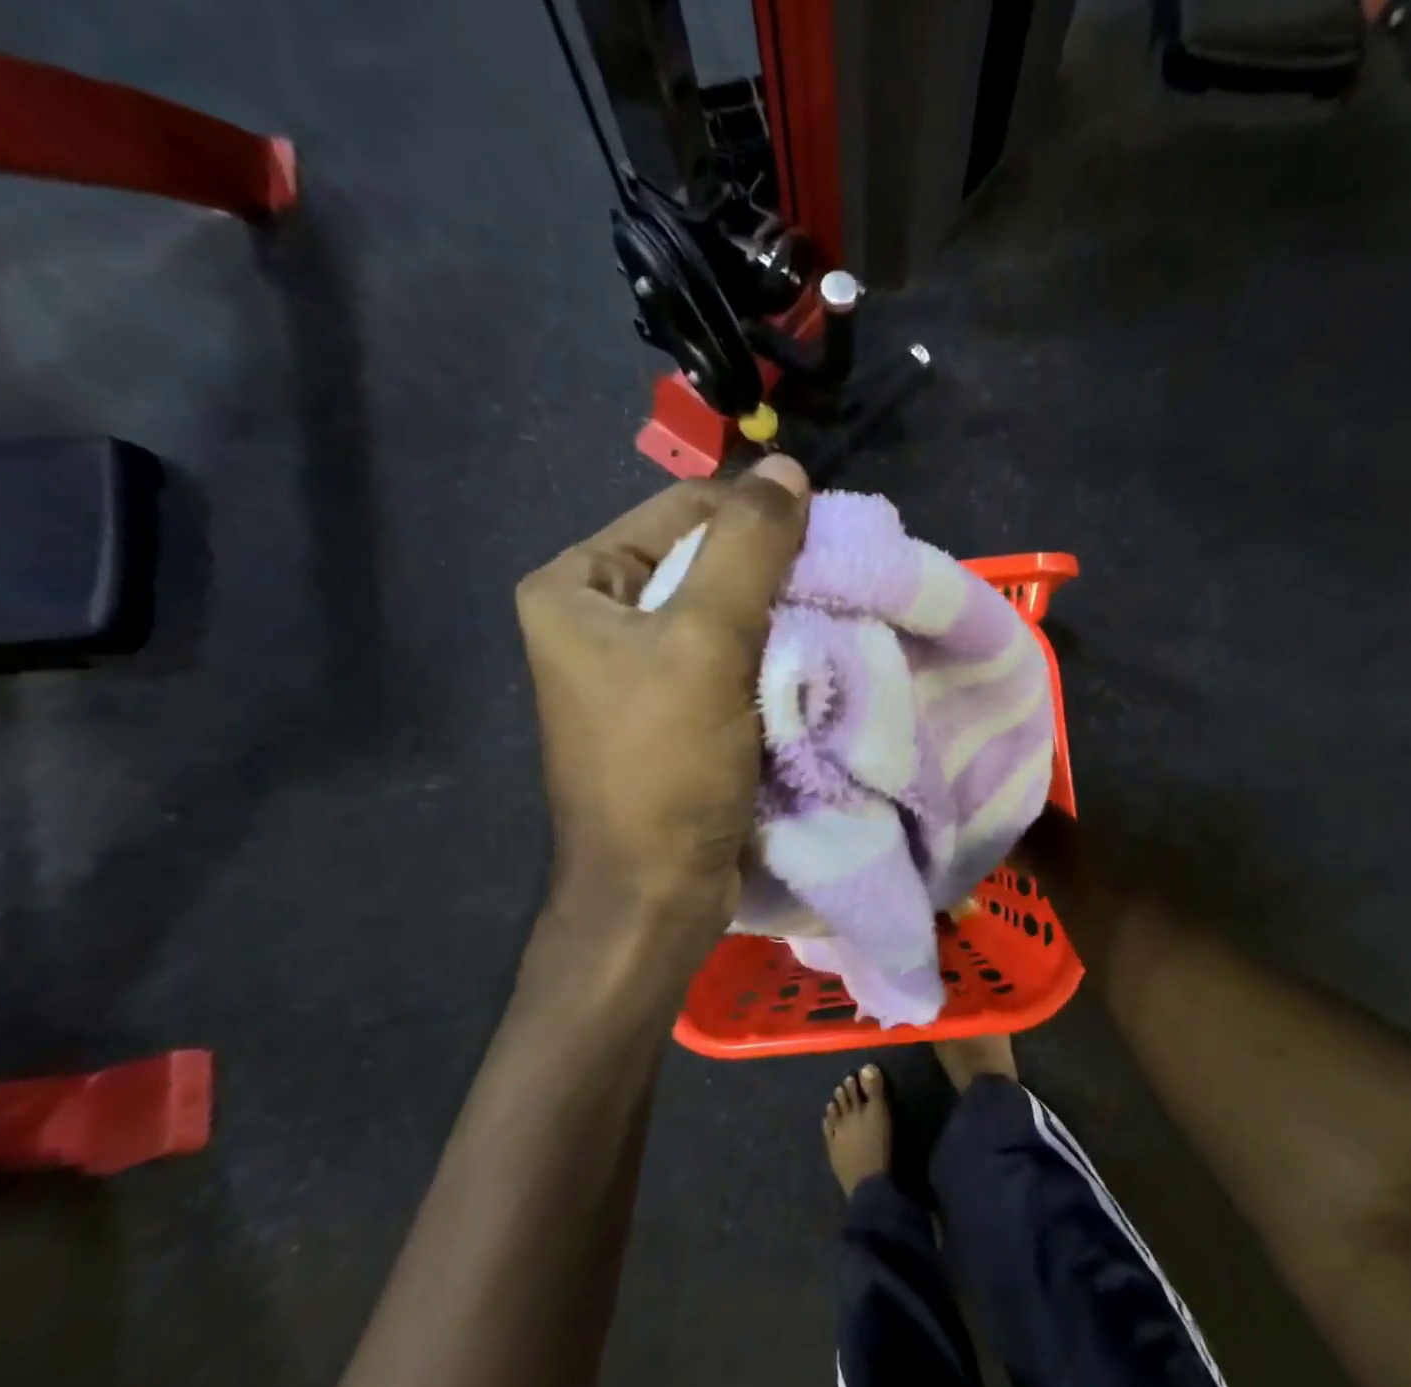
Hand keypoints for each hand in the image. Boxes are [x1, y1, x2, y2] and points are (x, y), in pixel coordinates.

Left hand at [515, 457, 809, 943]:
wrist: (655, 894)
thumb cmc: (664, 765)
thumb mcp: (704, 643)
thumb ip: (747, 549)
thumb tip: (786, 468)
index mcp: (575, 586)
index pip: (679, 512)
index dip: (754, 519)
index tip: (823, 541)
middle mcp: (597, 618)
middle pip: (702, 561)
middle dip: (771, 573)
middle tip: (834, 585)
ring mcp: (634, 667)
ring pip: (724, 611)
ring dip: (779, 616)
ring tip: (832, 620)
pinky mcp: (671, 709)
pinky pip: (729, 657)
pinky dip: (772, 655)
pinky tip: (811, 660)